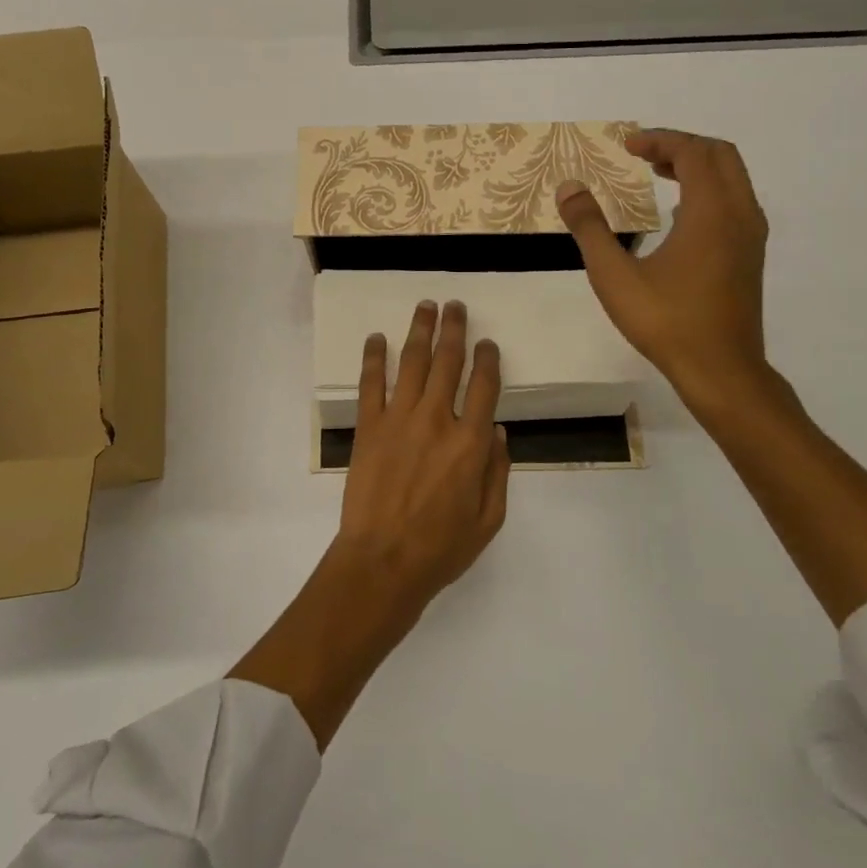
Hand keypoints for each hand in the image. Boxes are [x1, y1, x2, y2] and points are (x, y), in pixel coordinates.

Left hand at [335, 300, 510, 610]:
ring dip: (421, 330)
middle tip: (455, 305)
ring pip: (413, 362)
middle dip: (454, 329)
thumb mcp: (488, 519)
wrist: (382, 562)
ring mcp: (399, 419)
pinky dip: (374, 357)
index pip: (484, 386)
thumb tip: (496, 430)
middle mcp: (437, 420)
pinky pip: (371, 383)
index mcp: (470, 443)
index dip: (488, 358)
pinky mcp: (369, 426)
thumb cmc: (440, 548)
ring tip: (426, 306)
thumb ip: (497, 472)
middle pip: (449, 362)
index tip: (487, 342)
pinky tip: (377, 338)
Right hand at [557, 129, 770, 404]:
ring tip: (658, 174)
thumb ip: (590, 227)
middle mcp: (740, 214)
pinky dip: (708, 190)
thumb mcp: (614, 275)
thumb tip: (569, 188)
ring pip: (732, 179)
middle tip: (643, 154)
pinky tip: (678, 214)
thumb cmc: (667, 321)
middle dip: (681, 146)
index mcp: (711, 212)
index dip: (660, 140)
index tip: (627, 146)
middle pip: (720, 156)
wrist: (721, 371)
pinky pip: (734, 201)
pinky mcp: (750, 256)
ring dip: (697, 167)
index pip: (693, 152)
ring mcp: (750, 236)